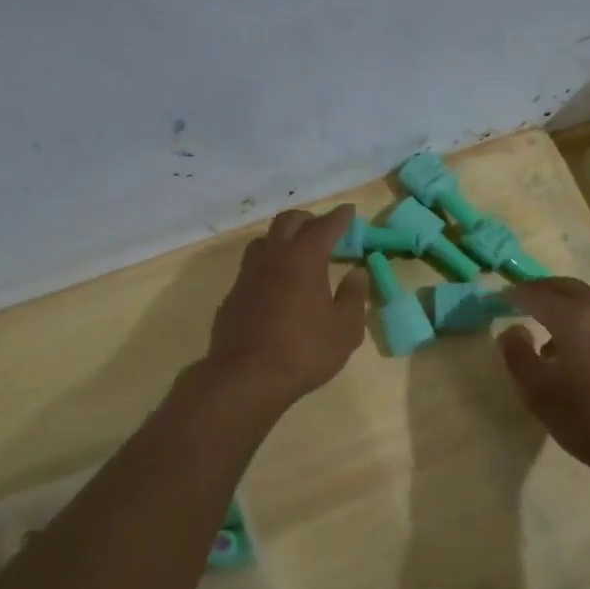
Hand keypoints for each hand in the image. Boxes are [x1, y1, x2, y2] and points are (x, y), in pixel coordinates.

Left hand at [204, 205, 368, 404]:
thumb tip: (356, 273)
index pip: (324, 226)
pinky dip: (268, 266)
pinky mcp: (232, 296)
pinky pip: (252, 268)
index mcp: (304, 258)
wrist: (247, 377)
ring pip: (264, 241)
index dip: (339, 217)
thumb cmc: (305, 351)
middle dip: (308, 220)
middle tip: (323, 229)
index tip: (349, 211)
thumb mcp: (345, 329)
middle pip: (288, 222)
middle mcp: (273, 257)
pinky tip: (276, 285)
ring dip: (282, 239)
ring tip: (297, 253)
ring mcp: (247, 275)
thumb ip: (353, 297)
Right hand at [498, 278, 589, 475]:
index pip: (539, 295)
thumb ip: (518, 356)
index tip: (502, 297)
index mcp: (575, 320)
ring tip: (561, 341)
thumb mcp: (538, 394)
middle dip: (548, 289)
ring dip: (577, 316)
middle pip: (573, 289)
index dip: (517, 293)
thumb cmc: (588, 421)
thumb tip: (510, 331)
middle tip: (530, 298)